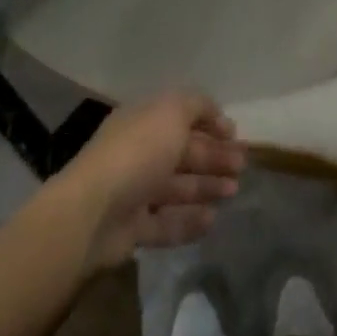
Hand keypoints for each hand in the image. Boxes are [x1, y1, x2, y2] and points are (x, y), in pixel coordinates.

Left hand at [53, 91, 246, 270]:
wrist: (93, 212)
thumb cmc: (137, 152)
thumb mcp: (172, 112)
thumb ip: (197, 106)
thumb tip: (215, 113)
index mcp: (144, 121)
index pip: (181, 116)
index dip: (210, 122)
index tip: (235, 135)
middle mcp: (139, 152)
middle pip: (182, 152)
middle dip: (213, 156)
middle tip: (242, 165)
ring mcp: (134, 192)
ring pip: (177, 187)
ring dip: (206, 186)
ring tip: (234, 191)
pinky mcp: (132, 229)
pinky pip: (166, 222)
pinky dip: (189, 220)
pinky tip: (212, 219)